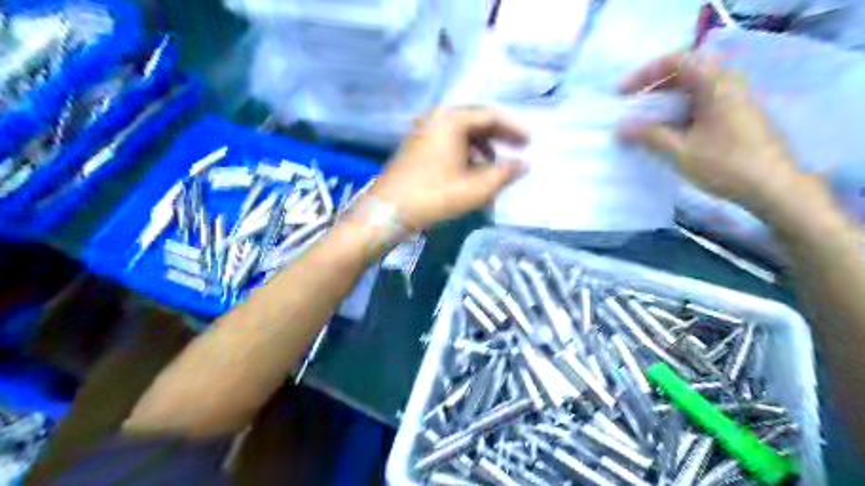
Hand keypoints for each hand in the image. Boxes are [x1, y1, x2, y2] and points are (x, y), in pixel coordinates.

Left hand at [370, 106, 525, 227]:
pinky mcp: (416, 145)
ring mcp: (423, 130)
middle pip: (476, 121)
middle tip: (518, 149)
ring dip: (482, 146)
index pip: (491, 116)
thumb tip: (525, 164)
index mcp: (452, 120)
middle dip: (499, 136)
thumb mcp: (475, 188)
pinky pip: (448, 141)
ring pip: (461, 133)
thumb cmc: (434, 196)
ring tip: (495, 165)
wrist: (387, 211)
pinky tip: (470, 170)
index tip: (530, 142)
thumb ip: (504, 173)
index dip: (514, 129)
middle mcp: (437, 118)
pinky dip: (465, 152)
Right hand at [614, 49, 804, 210]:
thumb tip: (620, 128)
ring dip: (666, 101)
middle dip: (653, 87)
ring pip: (693, 89)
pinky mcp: (737, 116)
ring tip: (645, 120)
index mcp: (716, 85)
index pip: (676, 61)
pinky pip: (702, 103)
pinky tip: (667, 131)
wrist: (773, 187)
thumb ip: (649, 136)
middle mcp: (728, 84)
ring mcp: (735, 100)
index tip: (621, 93)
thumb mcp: (680, 151)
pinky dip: (679, 111)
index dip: (644, 73)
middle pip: (685, 72)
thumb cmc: (725, 165)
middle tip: (631, 105)